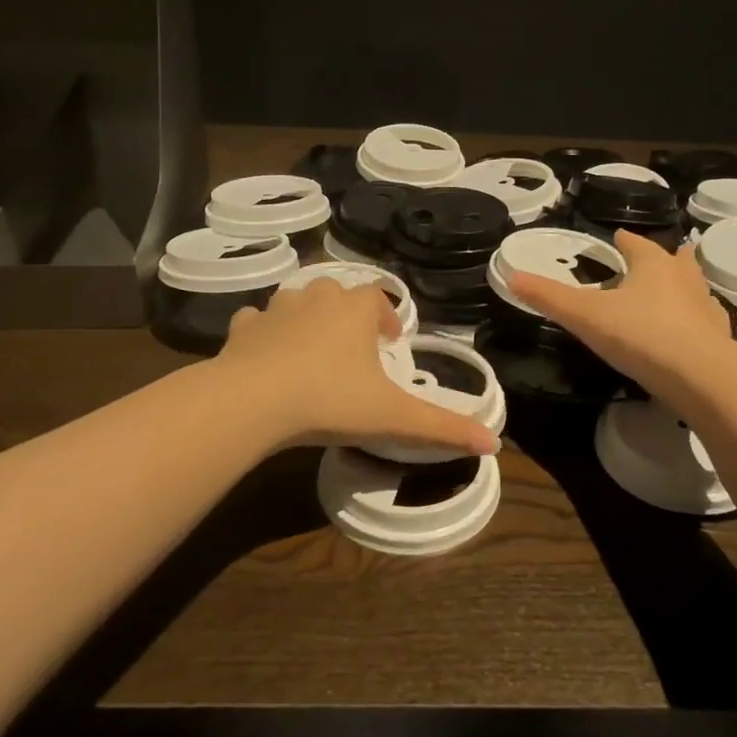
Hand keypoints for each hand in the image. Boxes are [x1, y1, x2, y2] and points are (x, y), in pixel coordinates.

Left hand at [217, 280, 499, 455]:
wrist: (253, 401)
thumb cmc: (331, 399)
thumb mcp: (392, 416)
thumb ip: (442, 427)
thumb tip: (494, 443)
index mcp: (355, 309)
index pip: (377, 298)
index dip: (386, 318)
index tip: (390, 344)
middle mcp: (317, 298)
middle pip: (337, 294)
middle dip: (346, 315)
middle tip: (352, 349)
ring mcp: (276, 310)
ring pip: (296, 302)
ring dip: (306, 318)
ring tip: (311, 352)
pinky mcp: (242, 328)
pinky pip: (256, 322)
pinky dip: (263, 333)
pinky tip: (265, 356)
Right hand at [506, 229, 736, 404]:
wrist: (701, 376)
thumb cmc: (640, 335)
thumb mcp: (585, 316)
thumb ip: (549, 297)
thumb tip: (511, 276)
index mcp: (652, 264)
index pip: (635, 243)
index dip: (623, 241)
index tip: (616, 239)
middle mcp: (683, 278)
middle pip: (674, 259)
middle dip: (661, 258)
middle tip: (649, 262)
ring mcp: (706, 307)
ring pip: (693, 287)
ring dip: (681, 287)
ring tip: (669, 293)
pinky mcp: (720, 338)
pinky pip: (704, 321)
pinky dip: (694, 321)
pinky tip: (686, 333)